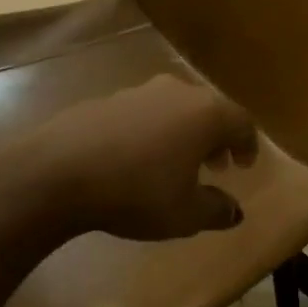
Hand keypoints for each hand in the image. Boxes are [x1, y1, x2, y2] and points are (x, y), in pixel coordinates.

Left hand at [27, 75, 258, 239]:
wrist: (59, 171)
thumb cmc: (137, 192)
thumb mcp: (185, 214)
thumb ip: (216, 210)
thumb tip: (234, 211)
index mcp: (205, 114)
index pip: (241, 122)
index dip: (248, 144)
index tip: (245, 165)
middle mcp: (177, 92)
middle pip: (208, 110)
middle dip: (216, 138)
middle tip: (215, 164)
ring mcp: (138, 92)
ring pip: (174, 108)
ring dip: (183, 133)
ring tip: (175, 163)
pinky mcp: (106, 99)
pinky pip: (143, 113)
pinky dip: (151, 131)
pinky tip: (136, 158)